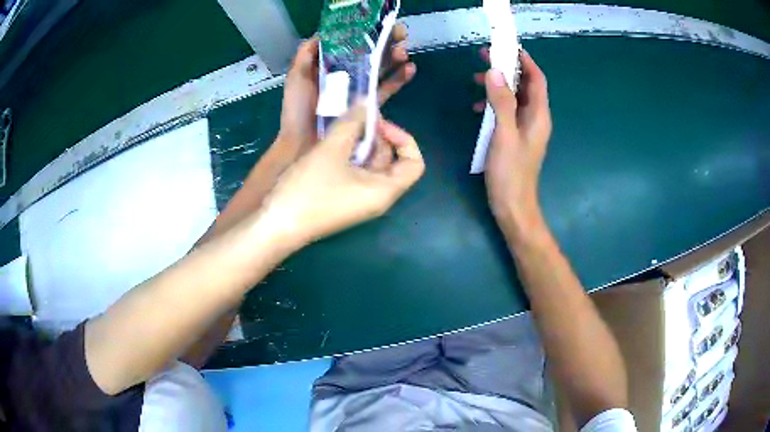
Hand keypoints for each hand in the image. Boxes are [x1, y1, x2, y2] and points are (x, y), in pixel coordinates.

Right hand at [261, 105, 424, 245]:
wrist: (276, 225)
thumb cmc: (309, 189)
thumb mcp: (331, 151)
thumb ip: (352, 124)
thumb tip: (366, 104)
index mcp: (385, 190)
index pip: (415, 164)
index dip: (404, 139)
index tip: (378, 125)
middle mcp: (377, 197)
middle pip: (391, 161)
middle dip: (377, 136)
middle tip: (355, 117)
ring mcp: (358, 200)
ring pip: (370, 165)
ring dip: (360, 142)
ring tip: (342, 124)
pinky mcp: (341, 199)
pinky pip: (354, 172)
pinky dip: (348, 154)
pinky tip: (331, 141)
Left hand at [276, 25, 416, 157]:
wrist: (302, 146)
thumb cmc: (297, 111)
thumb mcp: (296, 77)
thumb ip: (306, 54)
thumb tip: (324, 33)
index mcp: (329, 67)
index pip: (352, 45)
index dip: (366, 34)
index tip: (380, 25)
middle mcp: (345, 76)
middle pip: (369, 56)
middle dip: (386, 43)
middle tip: (399, 35)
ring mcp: (357, 92)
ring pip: (380, 71)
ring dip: (395, 59)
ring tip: (404, 53)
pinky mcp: (367, 108)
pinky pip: (385, 91)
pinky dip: (399, 80)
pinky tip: (409, 70)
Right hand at [475, 49, 551, 226]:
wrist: (513, 206)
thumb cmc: (510, 172)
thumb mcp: (504, 134)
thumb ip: (501, 102)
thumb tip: (495, 71)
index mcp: (538, 115)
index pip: (537, 79)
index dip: (525, 61)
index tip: (507, 46)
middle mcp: (535, 118)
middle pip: (525, 85)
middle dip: (508, 69)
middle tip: (486, 56)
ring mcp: (525, 128)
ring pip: (514, 97)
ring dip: (499, 85)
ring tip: (476, 77)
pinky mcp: (515, 137)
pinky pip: (507, 112)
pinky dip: (494, 104)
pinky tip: (477, 107)